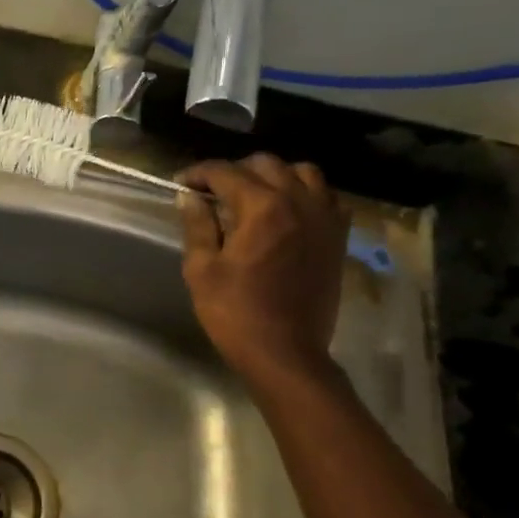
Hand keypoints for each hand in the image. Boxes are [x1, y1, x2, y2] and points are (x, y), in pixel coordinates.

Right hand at [176, 154, 349, 390]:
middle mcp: (298, 201)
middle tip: (212, 192)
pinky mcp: (337, 237)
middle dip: (234, 171)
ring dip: (274, 176)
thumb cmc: (235, 314)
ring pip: (303, 172)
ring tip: (254, 195)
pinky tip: (289, 212)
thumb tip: (189, 197)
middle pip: (265, 164)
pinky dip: (306, 194)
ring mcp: (324, 217)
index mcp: (261, 207)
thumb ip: (197, 226)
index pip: (225, 172)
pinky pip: (327, 197)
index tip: (181, 184)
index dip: (198, 173)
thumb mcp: (202, 270)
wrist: (286, 352)